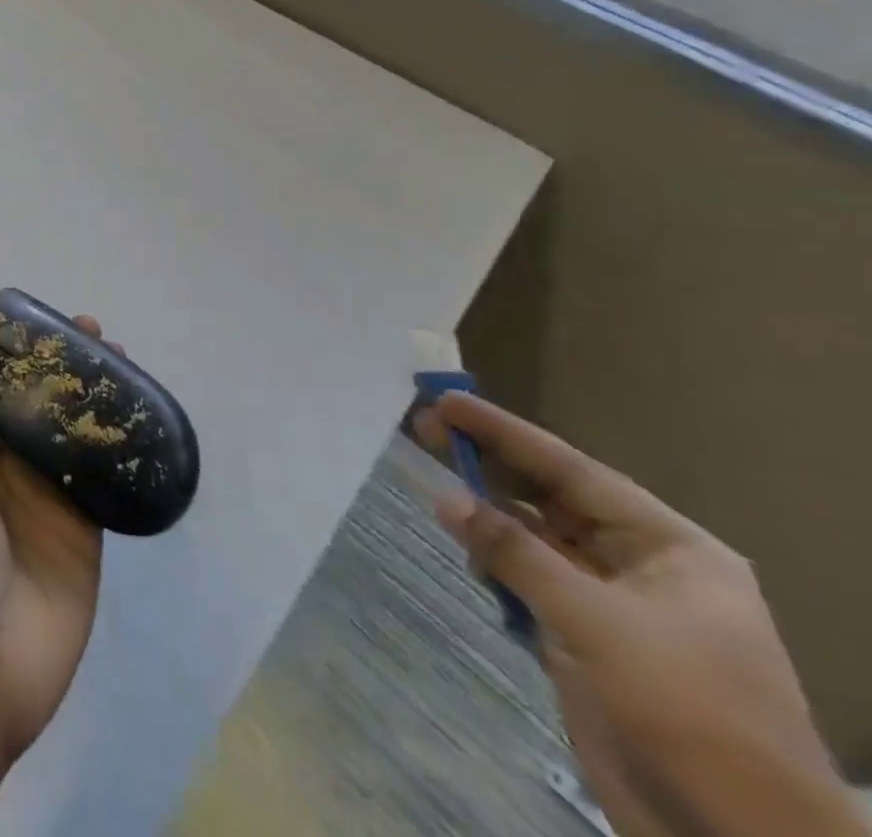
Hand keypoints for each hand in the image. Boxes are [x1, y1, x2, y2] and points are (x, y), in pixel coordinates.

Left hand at [0, 325, 104, 767]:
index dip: (14, 353)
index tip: (39, 321)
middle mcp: (5, 467)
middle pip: (39, 405)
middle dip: (63, 367)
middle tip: (94, 331)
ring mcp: (46, 499)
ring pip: (75, 434)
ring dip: (96, 398)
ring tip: (123, 359)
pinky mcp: (84, 533)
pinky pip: (104, 482)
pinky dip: (121, 450)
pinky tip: (145, 416)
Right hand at [417, 393, 865, 836]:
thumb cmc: (691, 712)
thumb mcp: (598, 623)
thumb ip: (515, 552)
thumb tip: (443, 496)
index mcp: (671, 549)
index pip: (572, 471)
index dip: (506, 433)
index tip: (446, 400)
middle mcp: (642, 565)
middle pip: (550, 497)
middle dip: (489, 465)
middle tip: (422, 428)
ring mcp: (612, 603)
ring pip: (533, 537)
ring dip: (486, 513)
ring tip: (435, 487)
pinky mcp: (584, 638)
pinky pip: (527, 578)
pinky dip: (493, 562)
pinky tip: (467, 554)